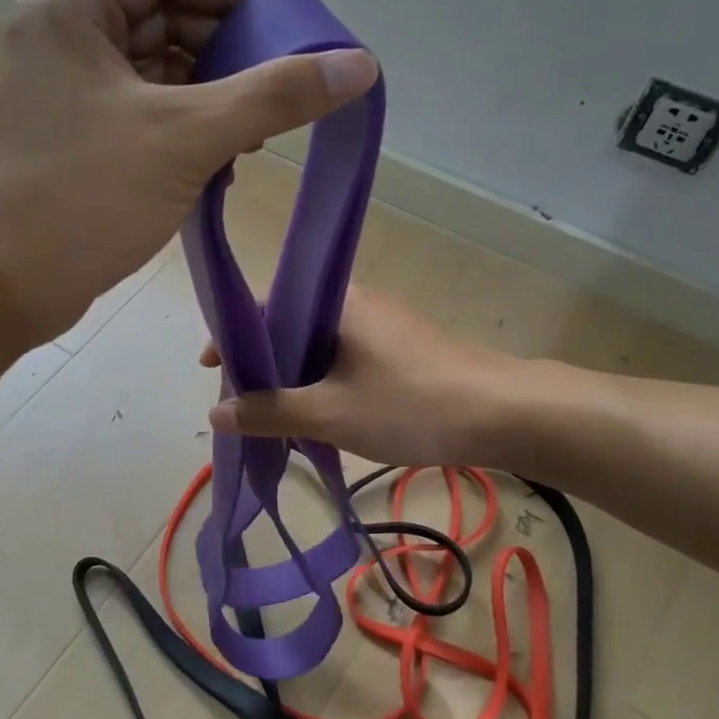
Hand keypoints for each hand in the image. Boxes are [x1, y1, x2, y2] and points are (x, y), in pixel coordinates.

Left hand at [0, 0, 377, 344]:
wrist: (3, 286)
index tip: (281, 32)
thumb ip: (275, 96)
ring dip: (207, 102)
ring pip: (153, 75)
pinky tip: (215, 171)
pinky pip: (138, 117)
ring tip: (248, 142)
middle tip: (272, 95)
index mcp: (72, 12)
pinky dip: (180, 135)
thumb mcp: (189, 138)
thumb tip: (358, 65)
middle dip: (224, 55)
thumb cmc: (87, 197)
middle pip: (161, 20)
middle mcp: (60, 42)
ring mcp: (60, 96)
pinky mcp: (68, 144)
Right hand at [205, 288, 590, 471]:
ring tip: (275, 416)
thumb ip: (269, 413)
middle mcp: (355, 303)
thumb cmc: (411, 405)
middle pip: (289, 326)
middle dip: (261, 364)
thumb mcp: (330, 414)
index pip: (264, 305)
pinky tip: (322, 416)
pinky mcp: (401, 349)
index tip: (212, 370)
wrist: (505, 414)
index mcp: (334, 302)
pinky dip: (323, 383)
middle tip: (243, 404)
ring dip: (293, 378)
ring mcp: (381, 325)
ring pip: (318, 346)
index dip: (232, 336)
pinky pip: (344, 359)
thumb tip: (215, 414)